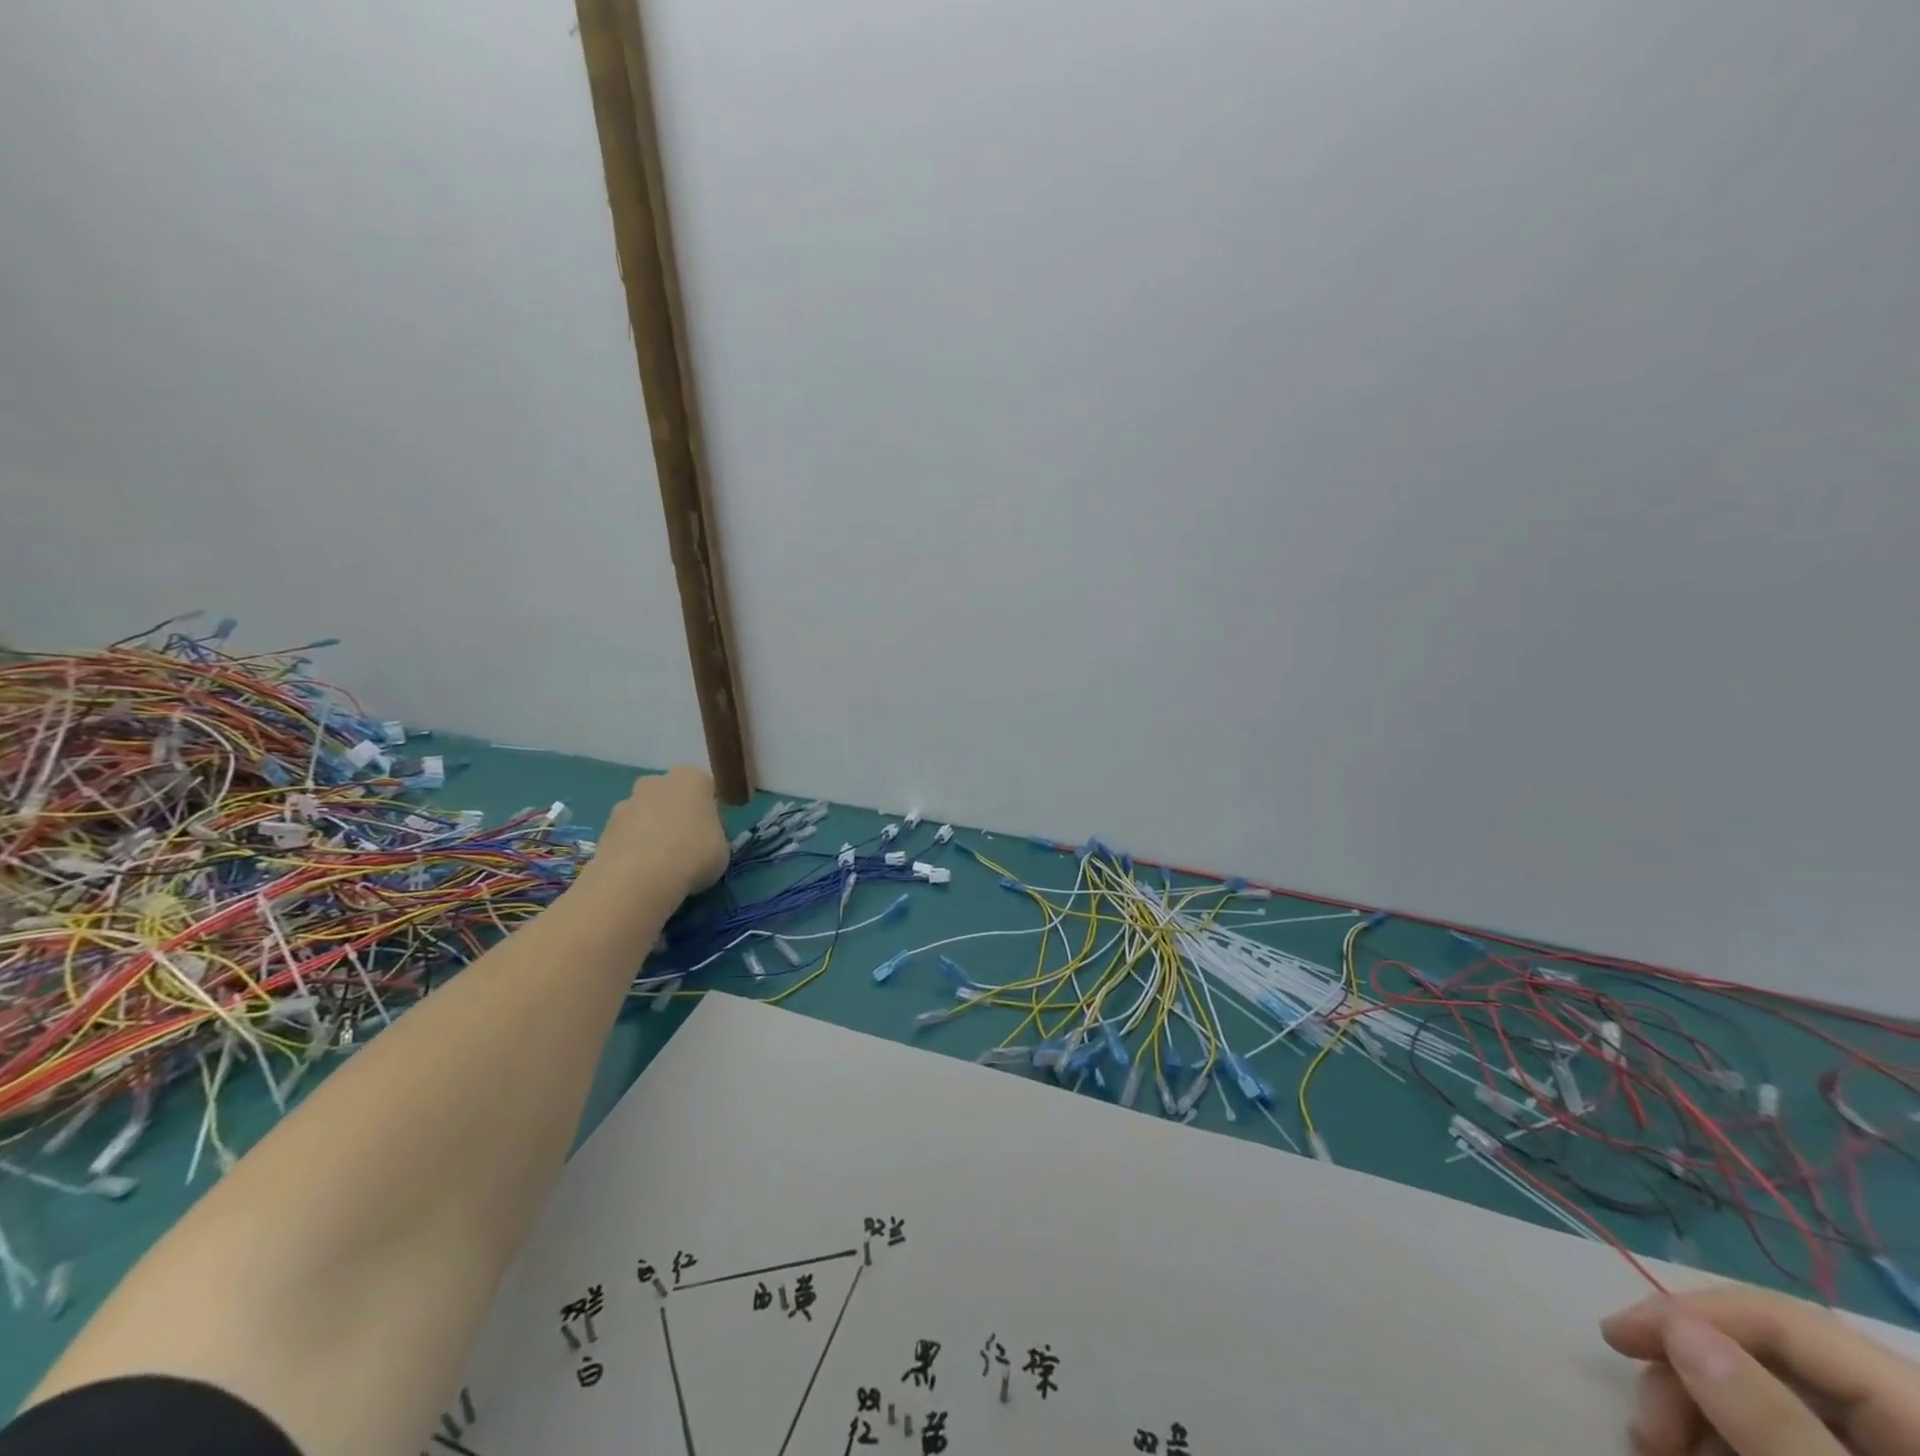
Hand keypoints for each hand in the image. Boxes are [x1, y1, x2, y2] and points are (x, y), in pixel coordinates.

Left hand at [587, 766, 729, 901]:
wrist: (639, 878)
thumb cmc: (694, 854)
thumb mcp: (723, 848)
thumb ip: (714, 835)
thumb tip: (703, 838)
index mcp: (691, 778)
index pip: (706, 789)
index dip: (710, 813)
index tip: (712, 835)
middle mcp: (656, 781)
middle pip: (671, 796)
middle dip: (676, 815)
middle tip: (685, 847)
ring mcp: (626, 802)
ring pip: (645, 814)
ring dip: (651, 832)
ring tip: (660, 865)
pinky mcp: (604, 827)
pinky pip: (626, 835)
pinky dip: (632, 848)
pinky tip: (640, 872)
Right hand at [1601, 1287, 1919, 1455]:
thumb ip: (1779, 1428)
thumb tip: (1679, 1332)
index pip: (1786, 1320)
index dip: (1692, 1313)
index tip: (1616, 1337)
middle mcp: (1910, 1422)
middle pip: (1768, 1358)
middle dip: (1688, 1380)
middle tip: (1643, 1431)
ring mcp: (1887, 1455)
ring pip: (1760, 1395)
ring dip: (1695, 1415)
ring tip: (1656, 1451)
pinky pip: (1777, 1439)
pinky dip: (1722, 1444)